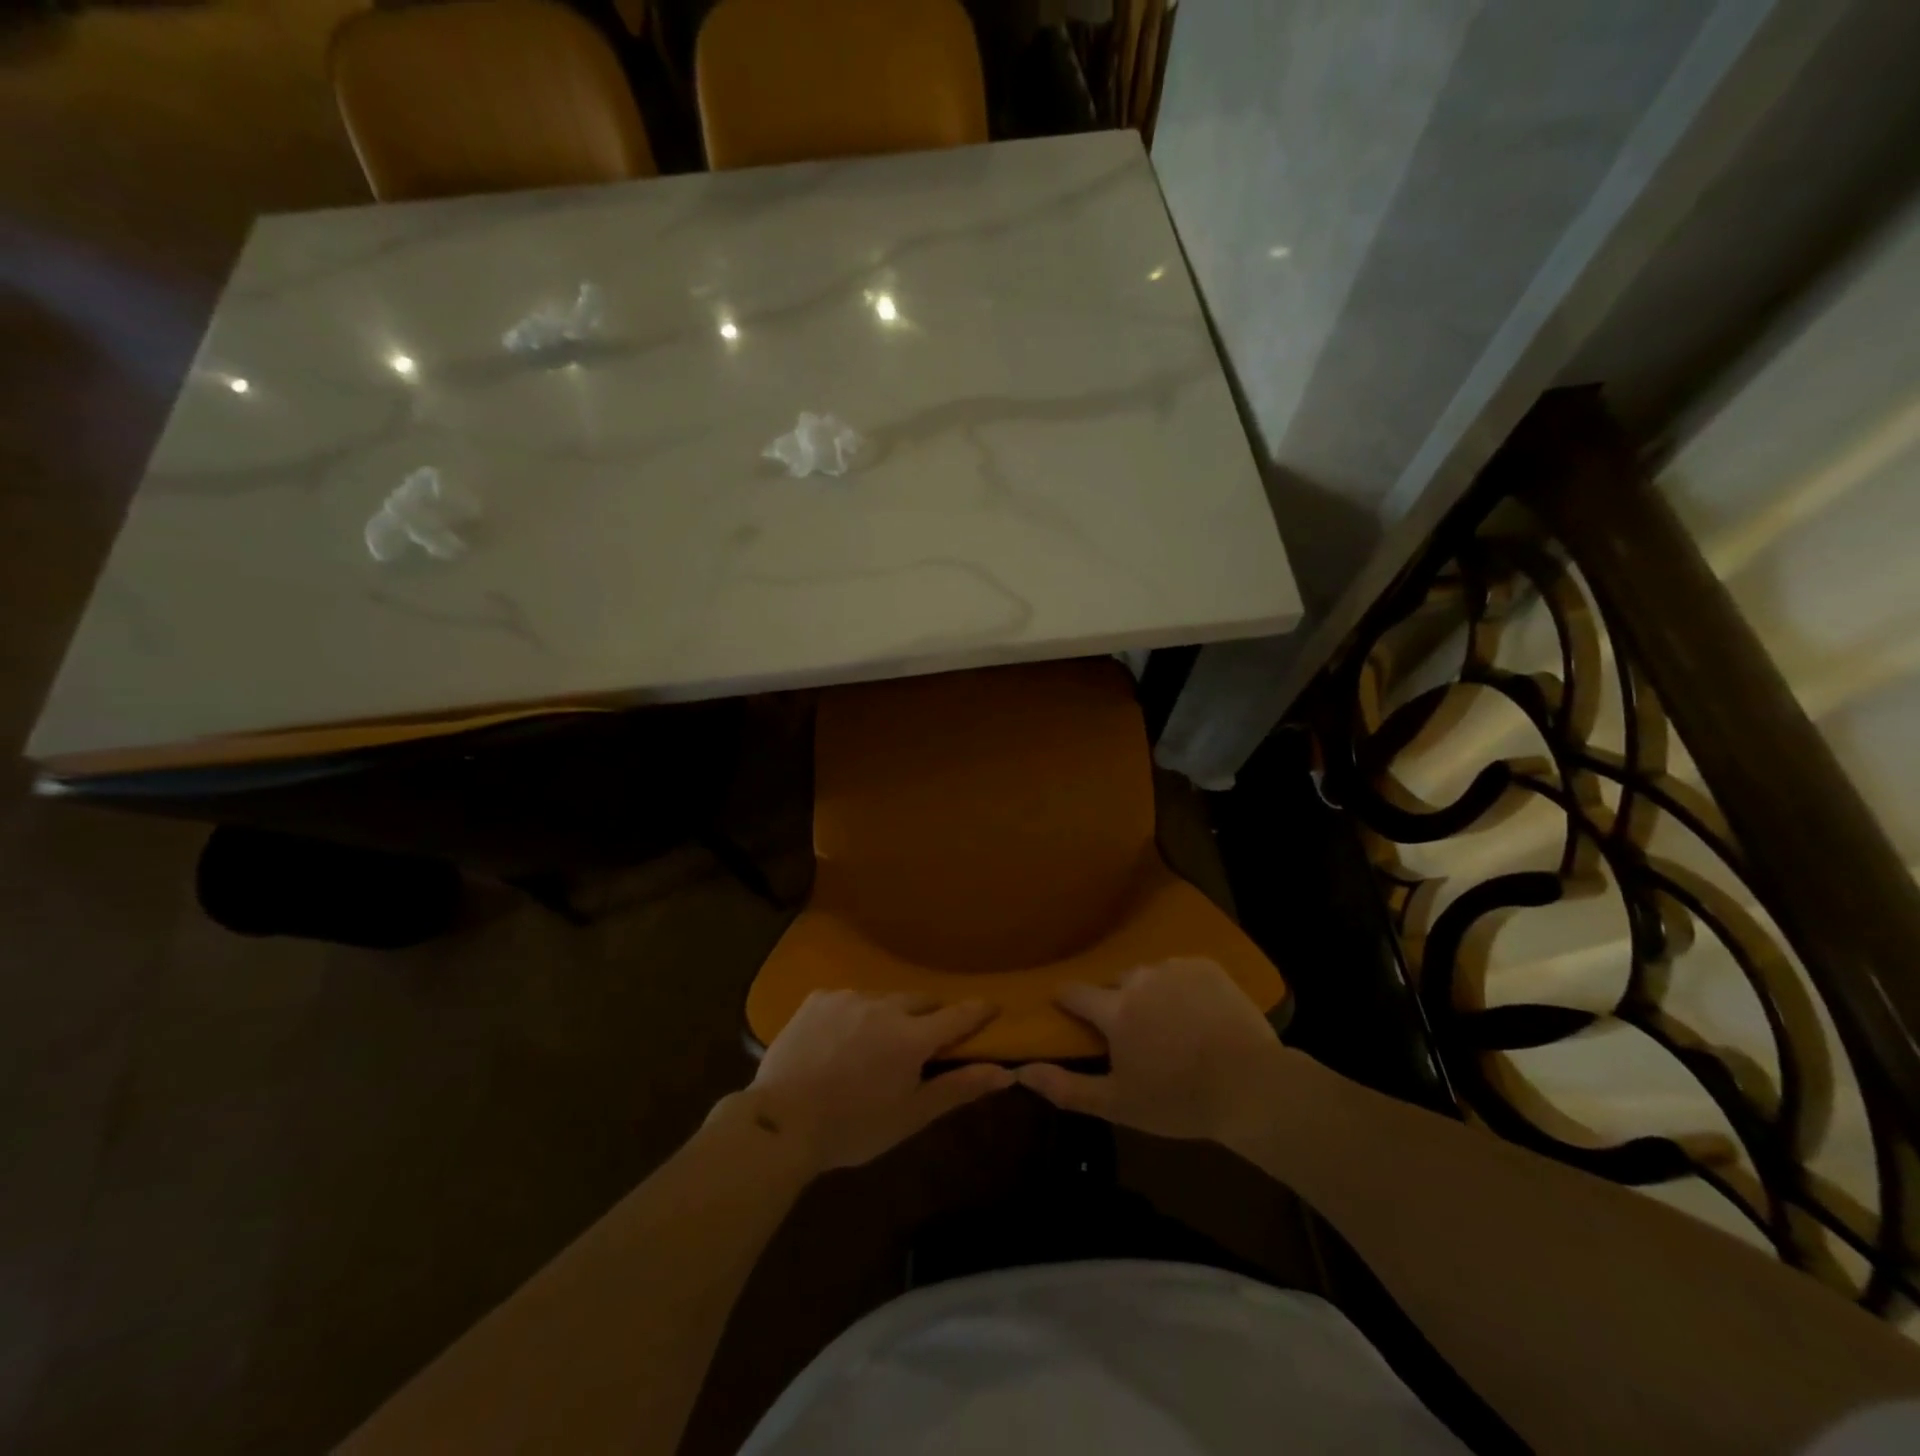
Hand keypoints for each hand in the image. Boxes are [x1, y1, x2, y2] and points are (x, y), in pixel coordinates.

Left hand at [746, 991, 1013, 1171]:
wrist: (780, 1122)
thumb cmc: (852, 1127)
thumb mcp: (910, 1116)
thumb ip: (958, 1089)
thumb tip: (1006, 1073)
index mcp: (911, 1037)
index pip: (958, 1015)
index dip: (978, 1011)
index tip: (993, 1007)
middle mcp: (884, 1005)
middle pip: (920, 1001)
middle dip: (929, 1016)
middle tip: (925, 1039)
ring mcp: (848, 997)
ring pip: (883, 998)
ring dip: (890, 1014)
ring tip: (877, 1043)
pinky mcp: (818, 997)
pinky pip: (849, 999)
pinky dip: (855, 1014)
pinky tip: (841, 1039)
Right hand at [1016, 958, 1287, 1144]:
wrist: (1252, 1087)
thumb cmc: (1179, 1100)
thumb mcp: (1118, 1104)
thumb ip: (1066, 1088)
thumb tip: (1020, 1071)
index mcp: (1116, 1010)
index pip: (1075, 993)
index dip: (1068, 1001)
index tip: (1068, 1009)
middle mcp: (1140, 979)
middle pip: (1115, 982)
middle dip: (1116, 1001)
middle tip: (1133, 1031)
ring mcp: (1175, 968)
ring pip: (1149, 975)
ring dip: (1149, 992)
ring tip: (1169, 1022)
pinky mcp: (1206, 966)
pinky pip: (1181, 971)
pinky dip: (1180, 986)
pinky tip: (1196, 1012)